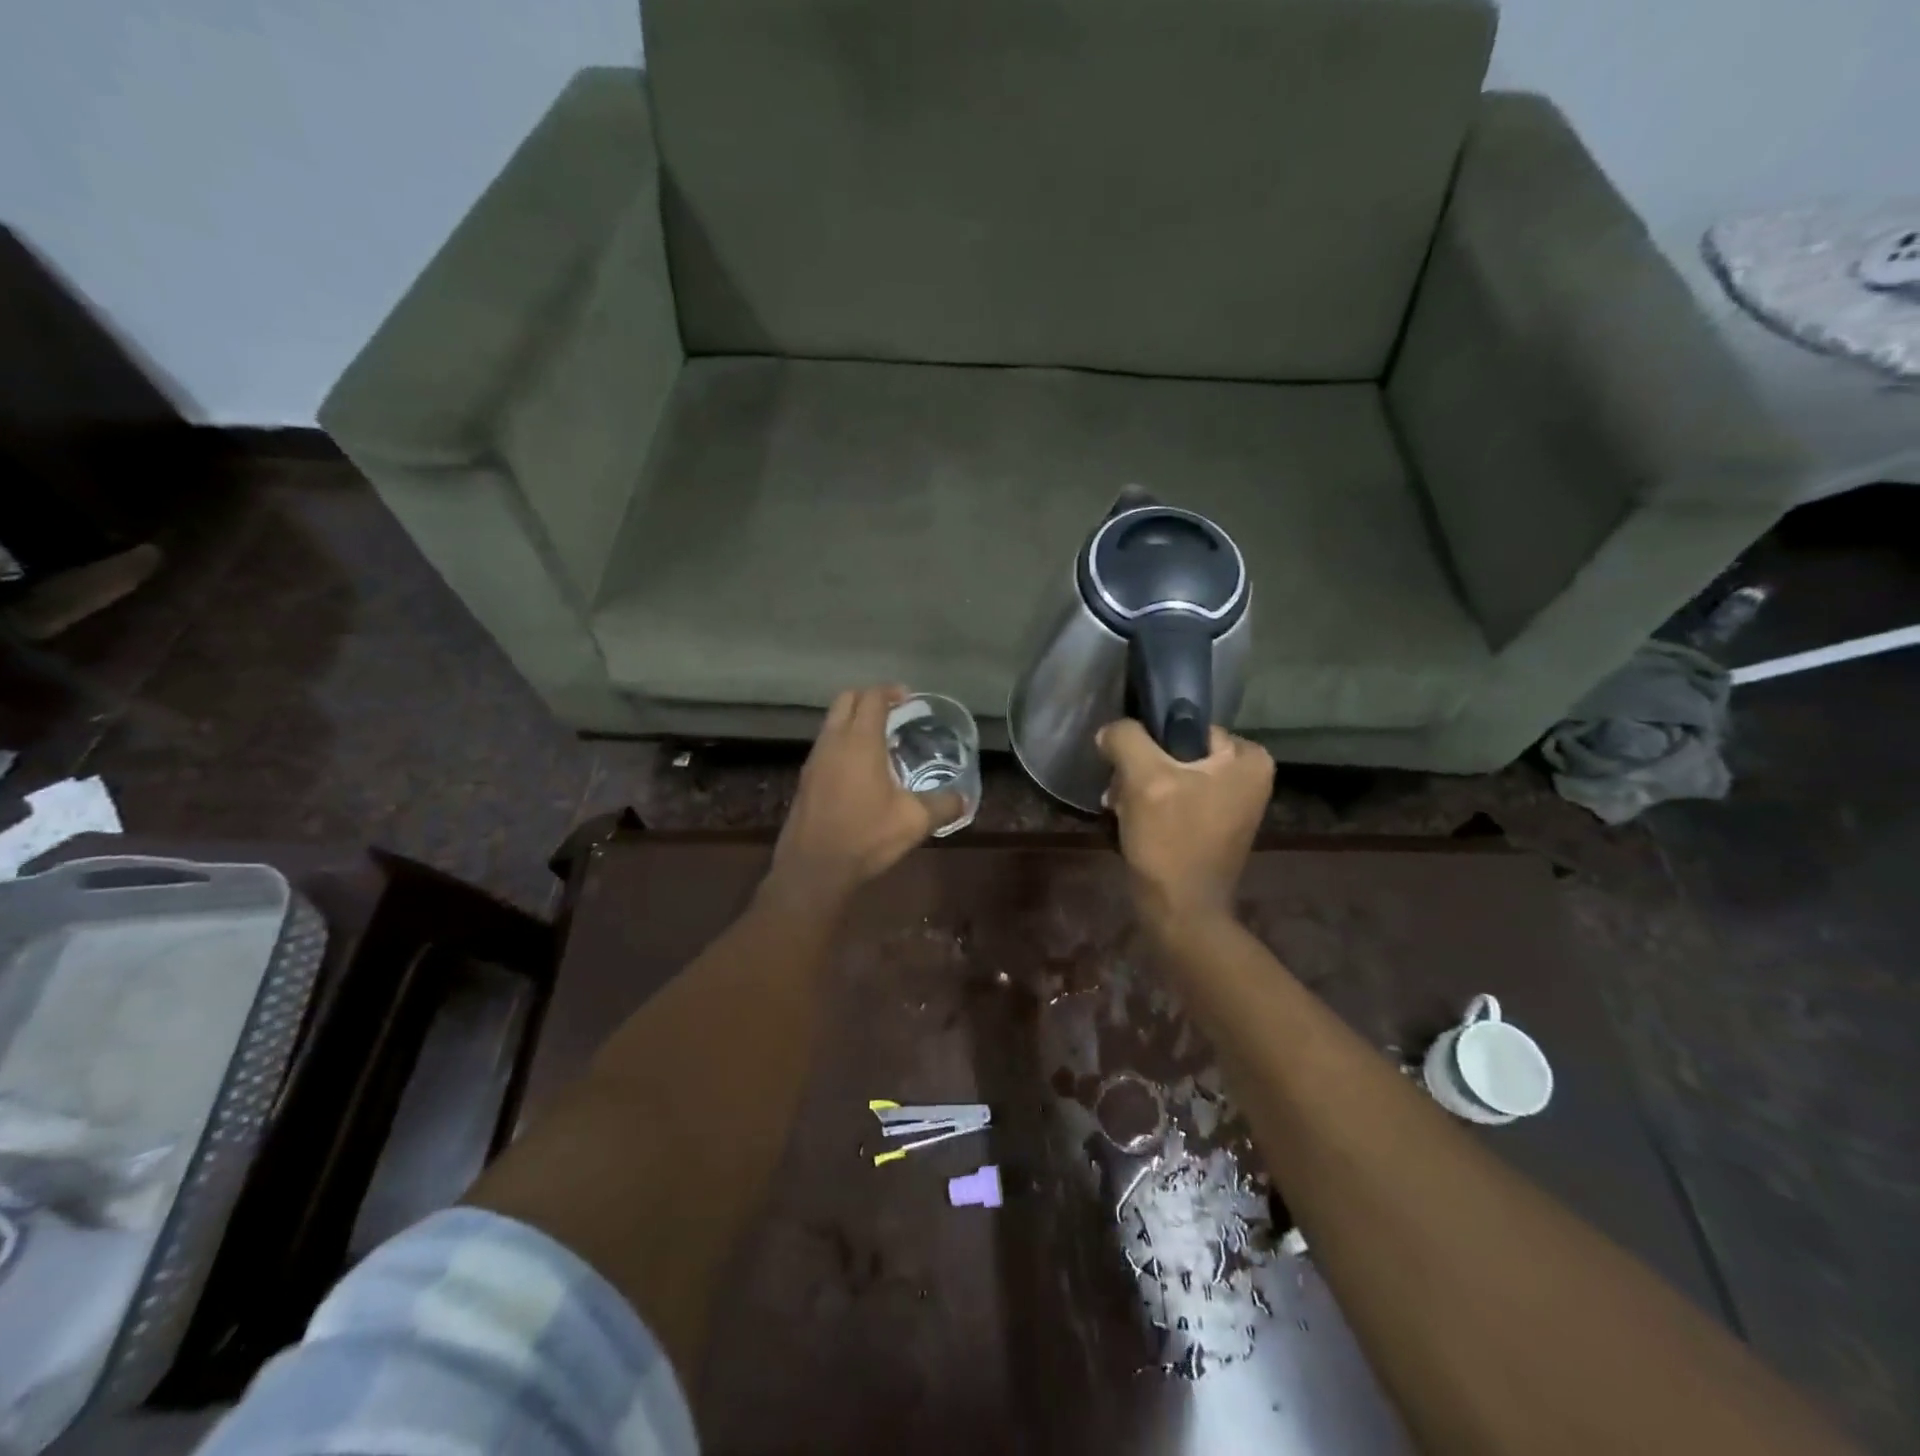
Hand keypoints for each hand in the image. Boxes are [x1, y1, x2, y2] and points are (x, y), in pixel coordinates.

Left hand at [764, 686, 962, 908]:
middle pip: (846, 699)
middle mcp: (833, 741)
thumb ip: (943, 805)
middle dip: (869, 698)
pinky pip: (825, 745)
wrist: (814, 868)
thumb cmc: (866, 837)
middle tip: (894, 712)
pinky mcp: (806, 779)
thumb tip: (964, 799)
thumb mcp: (915, 822)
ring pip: (832, 722)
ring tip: (880, 741)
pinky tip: (860, 769)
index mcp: (860, 742)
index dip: (891, 691)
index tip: (909, 698)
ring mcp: (815, 759)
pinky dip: (843, 742)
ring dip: (853, 720)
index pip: (872, 697)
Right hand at [1098, 719, 1273, 925]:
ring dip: (1140, 790)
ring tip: (1121, 809)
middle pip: (1177, 751)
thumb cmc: (1170, 841)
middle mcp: (1250, 776)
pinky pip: (1177, 798)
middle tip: (1121, 795)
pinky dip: (1152, 807)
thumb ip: (1125, 739)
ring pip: (1171, 775)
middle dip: (1142, 770)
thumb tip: (1111, 732)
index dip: (1150, 743)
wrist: (1180, 911)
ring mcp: (1234, 803)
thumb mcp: (1144, 779)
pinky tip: (1131, 821)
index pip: (1185, 726)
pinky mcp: (1215, 826)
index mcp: (1248, 758)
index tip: (1128, 770)